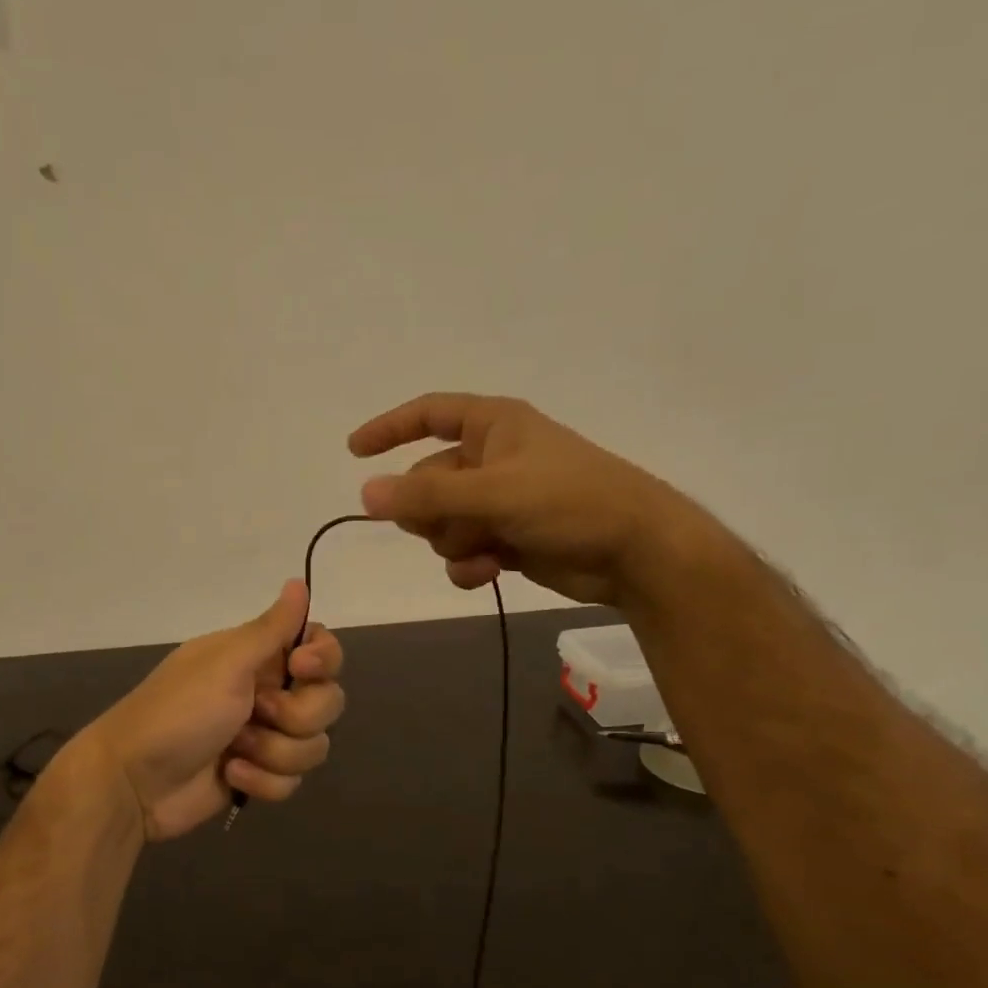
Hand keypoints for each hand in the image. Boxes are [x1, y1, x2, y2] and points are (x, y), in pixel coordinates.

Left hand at [85, 581, 345, 841]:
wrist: (134, 781)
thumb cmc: (178, 712)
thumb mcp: (226, 663)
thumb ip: (271, 627)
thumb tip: (299, 581)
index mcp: (258, 657)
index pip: (320, 648)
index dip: (323, 660)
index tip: (301, 668)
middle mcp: (267, 692)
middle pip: (327, 701)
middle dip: (298, 715)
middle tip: (258, 713)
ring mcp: (265, 737)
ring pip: (313, 746)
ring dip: (275, 752)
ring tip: (236, 751)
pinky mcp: (260, 775)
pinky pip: (292, 780)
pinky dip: (262, 781)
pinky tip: (230, 776)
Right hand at [349, 393, 706, 606]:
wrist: (633, 552)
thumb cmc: (571, 502)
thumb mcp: (495, 492)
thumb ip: (428, 495)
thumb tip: (364, 494)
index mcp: (493, 426)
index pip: (429, 414)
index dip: (390, 428)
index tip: (355, 452)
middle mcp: (492, 459)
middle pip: (426, 482)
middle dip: (431, 512)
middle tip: (454, 524)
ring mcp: (499, 501)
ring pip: (441, 523)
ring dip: (453, 542)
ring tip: (485, 550)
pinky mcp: (507, 538)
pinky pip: (463, 551)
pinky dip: (469, 565)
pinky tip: (489, 573)